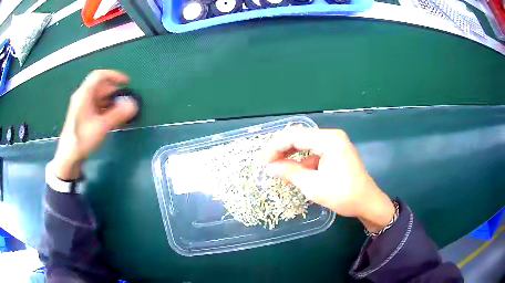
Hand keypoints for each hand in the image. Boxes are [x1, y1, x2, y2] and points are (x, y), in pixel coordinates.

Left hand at [53, 70, 137, 179]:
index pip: (99, 76)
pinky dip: (106, 109)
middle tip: (126, 101)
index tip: (127, 83)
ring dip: (111, 102)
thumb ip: (118, 114)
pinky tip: (113, 119)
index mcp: (84, 94)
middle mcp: (82, 97)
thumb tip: (134, 104)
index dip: (114, 76)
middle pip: (100, 87)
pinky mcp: (82, 116)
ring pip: (99, 97)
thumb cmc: (82, 139)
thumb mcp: (101, 127)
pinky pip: (96, 107)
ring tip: (122, 112)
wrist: (68, 157)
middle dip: (115, 92)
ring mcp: (82, 106)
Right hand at [263, 128, 395, 232]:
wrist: (367, 202)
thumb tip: (269, 168)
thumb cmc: (342, 195)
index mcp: (328, 139)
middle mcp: (332, 136)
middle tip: (266, 164)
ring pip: (306, 144)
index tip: (262, 162)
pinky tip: (294, 172)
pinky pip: (314, 152)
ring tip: (276, 167)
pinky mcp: (336, 152)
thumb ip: (289, 173)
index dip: (275, 147)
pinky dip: (302, 161)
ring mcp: (335, 143)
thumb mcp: (313, 185)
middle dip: (281, 150)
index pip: (294, 136)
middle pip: (299, 137)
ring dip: (290, 155)